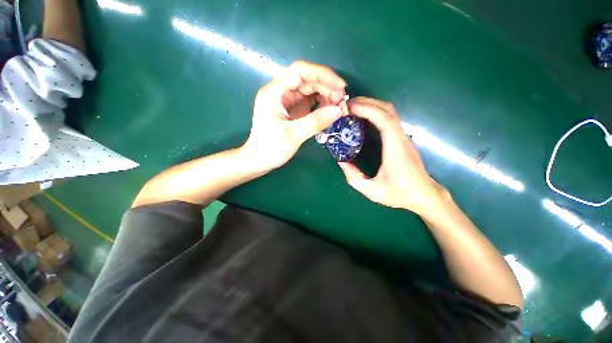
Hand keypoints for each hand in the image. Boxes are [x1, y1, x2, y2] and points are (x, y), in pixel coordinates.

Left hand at [243, 61, 348, 169]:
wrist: (259, 161)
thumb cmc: (270, 148)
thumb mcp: (293, 135)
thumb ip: (316, 122)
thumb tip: (339, 110)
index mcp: (275, 92)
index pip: (300, 71)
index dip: (322, 74)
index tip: (341, 86)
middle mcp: (281, 92)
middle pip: (307, 80)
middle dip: (327, 88)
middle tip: (342, 101)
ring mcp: (287, 102)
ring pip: (310, 91)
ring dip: (326, 96)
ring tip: (338, 108)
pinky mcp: (293, 111)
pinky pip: (310, 102)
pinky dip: (321, 105)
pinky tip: (329, 112)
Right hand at [338, 97, 447, 215]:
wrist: (424, 195)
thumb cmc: (399, 194)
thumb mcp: (372, 191)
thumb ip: (354, 178)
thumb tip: (341, 162)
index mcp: (395, 148)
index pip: (384, 119)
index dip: (367, 109)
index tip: (349, 107)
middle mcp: (401, 137)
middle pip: (387, 109)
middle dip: (366, 102)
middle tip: (346, 106)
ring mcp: (403, 137)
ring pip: (390, 112)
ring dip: (371, 105)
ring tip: (353, 109)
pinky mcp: (402, 139)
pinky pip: (389, 118)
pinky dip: (376, 112)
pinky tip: (364, 118)